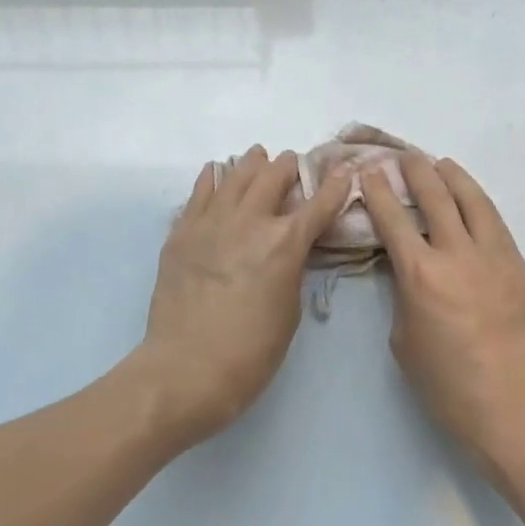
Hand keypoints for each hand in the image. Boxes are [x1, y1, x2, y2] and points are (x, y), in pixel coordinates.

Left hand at [131, 146, 352, 447]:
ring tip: (257, 157)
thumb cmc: (250, 352)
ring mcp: (211, 222)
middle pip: (273, 176)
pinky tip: (215, 172)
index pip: (318, 204)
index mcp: (285, 243)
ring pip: (235, 175)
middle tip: (292, 164)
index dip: (334, 185)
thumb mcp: (289, 311)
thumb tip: (291, 249)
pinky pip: (199, 193)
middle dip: (289, 166)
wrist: (186, 368)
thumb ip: (293, 269)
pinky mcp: (182, 232)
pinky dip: (212, 178)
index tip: (343, 171)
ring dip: (251, 164)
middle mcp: (250, 221)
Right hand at [359, 154, 524, 466]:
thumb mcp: (404, 339)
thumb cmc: (447, 385)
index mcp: (421, 275)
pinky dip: (479, 206)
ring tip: (443, 165)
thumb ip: (402, 294)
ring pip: (474, 202)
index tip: (370, 170)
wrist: (515, 409)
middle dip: (417, 171)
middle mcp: (458, 255)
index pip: (394, 218)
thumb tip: (404, 267)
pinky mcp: (521, 269)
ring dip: (455, 178)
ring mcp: (496, 258)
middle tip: (406, 157)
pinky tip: (473, 203)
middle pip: (436, 197)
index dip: (379, 190)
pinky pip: (496, 226)